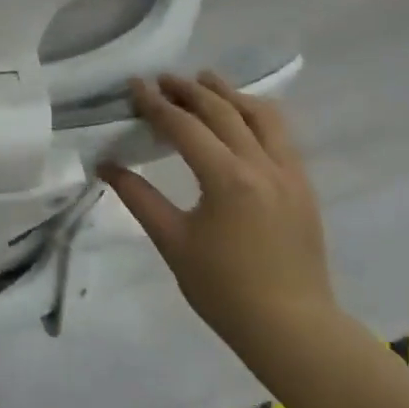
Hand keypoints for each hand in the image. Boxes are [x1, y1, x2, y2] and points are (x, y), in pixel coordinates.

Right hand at [100, 73, 336, 358]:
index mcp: (228, 178)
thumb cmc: (224, 289)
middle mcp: (263, 165)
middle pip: (224, 111)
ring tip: (206, 80)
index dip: (156, 103)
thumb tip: (105, 164)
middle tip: (163, 78)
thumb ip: (138, 196)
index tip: (135, 85)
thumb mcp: (172, 241)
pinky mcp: (304, 187)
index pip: (185, 126)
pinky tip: (241, 117)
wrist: (292, 328)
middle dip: (190, 90)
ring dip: (230, 94)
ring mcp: (290, 174)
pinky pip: (281, 135)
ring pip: (262, 115)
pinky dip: (256, 115)